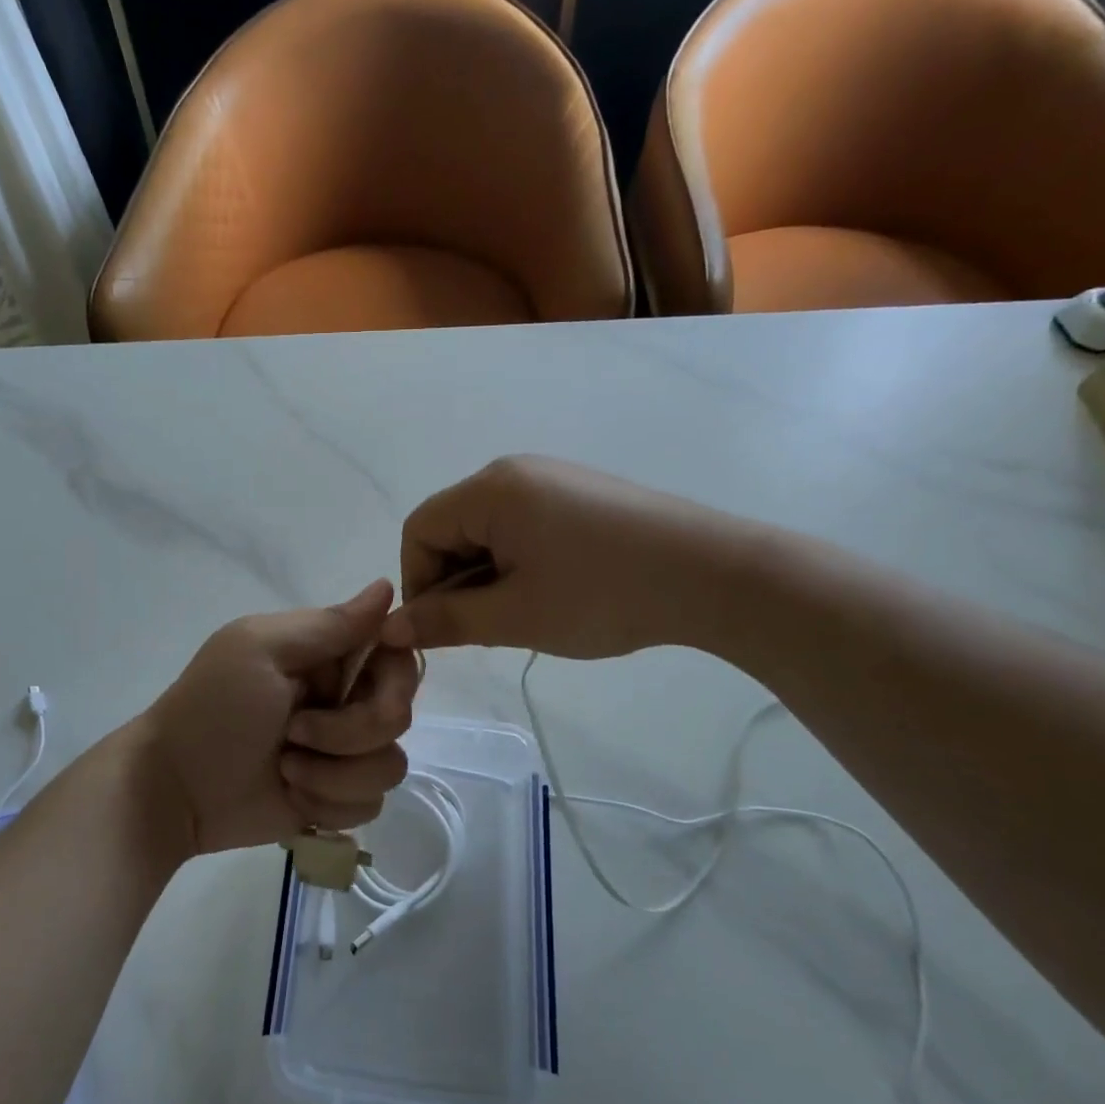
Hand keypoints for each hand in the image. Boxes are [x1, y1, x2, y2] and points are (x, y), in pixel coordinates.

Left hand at [144, 581, 419, 855]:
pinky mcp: (336, 798)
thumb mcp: (262, 650)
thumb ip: (329, 624)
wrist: (175, 788)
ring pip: (389, 766)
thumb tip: (387, 585)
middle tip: (295, 734)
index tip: (364, 686)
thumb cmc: (213, 708)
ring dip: (334, 775)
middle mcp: (344, 701)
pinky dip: (328, 804)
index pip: (396, 654)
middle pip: (398, 714)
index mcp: (328, 656)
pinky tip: (292, 798)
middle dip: (350, 732)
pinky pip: (370, 805)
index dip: (395, 673)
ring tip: (286, 770)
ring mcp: (342, 754)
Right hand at [379, 455, 760, 659]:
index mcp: (489, 490)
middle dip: (455, 582)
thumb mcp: (514, 616)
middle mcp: (513, 472)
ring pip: (487, 531)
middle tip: (484, 631)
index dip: (418, 583)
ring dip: (487, 577)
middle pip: (451, 528)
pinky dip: (517, 564)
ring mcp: (551, 480)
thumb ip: (446, 621)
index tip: (442, 630)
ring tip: (521, 617)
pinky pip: (522, 527)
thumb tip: (390, 628)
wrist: (713, 576)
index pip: (418, 531)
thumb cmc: (602, 594)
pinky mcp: (579, 496)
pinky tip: (549, 594)